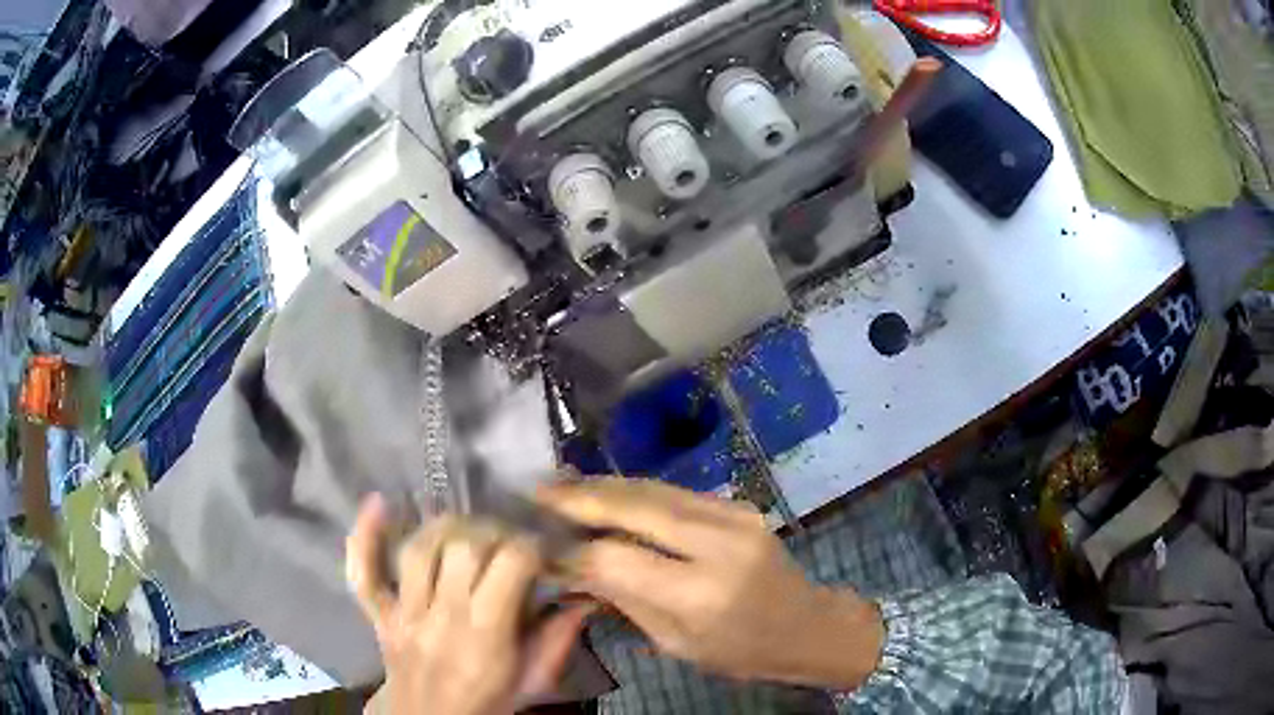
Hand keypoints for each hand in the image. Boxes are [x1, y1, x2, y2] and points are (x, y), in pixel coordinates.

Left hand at [346, 495, 591, 714]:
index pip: (510, 563)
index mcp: (486, 634)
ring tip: (466, 531)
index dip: (531, 546)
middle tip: (507, 542)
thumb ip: (558, 638)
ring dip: (445, 528)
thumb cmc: (489, 703)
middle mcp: (441, 616)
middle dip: (492, 533)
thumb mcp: (535, 680)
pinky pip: (362, 573)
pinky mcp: (379, 614)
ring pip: (418, 549)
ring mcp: (403, 613)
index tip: (541, 552)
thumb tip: (584, 595)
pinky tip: (377, 504)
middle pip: (462, 547)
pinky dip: (364, 536)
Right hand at [538, 478, 883, 688]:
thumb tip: (569, 566)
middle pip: (634, 506)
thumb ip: (623, 599)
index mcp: (701, 593)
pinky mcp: (738, 504)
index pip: (616, 558)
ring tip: (559, 487)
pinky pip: (673, 491)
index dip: (571, 551)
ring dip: (601, 486)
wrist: (806, 625)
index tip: (537, 548)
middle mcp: (719, 544)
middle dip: (579, 497)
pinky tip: (604, 492)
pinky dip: (632, 490)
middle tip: (535, 494)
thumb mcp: (675, 642)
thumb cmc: (739, 651)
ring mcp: (734, 516)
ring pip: (652, 488)